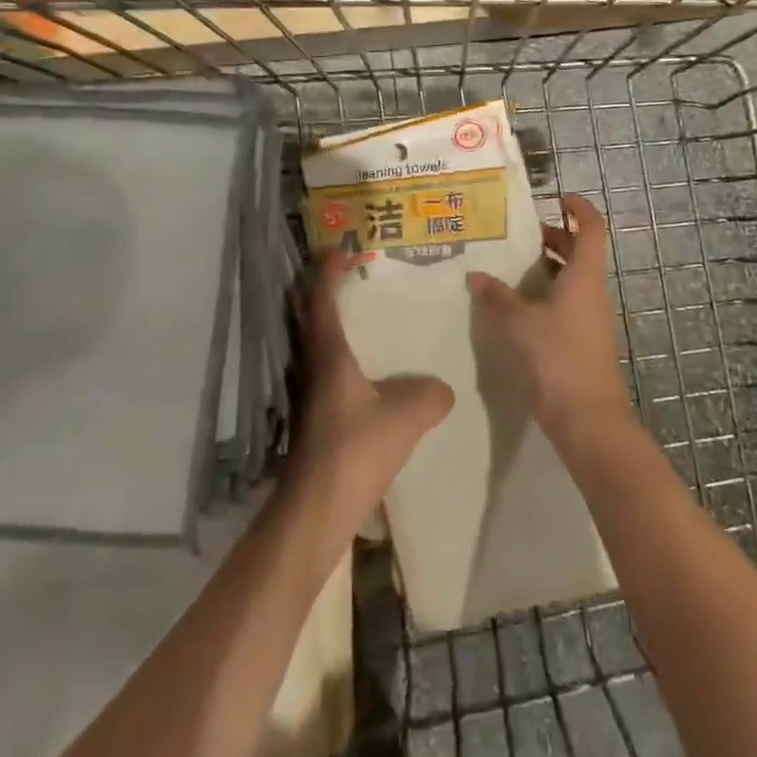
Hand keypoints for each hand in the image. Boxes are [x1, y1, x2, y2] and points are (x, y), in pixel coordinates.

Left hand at [287, 253, 453, 528]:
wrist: (316, 510)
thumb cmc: (354, 451)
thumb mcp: (403, 419)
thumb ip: (428, 396)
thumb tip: (443, 388)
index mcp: (329, 354)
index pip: (322, 300)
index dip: (329, 271)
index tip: (341, 247)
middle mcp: (314, 366)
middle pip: (314, 317)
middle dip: (329, 292)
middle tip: (358, 274)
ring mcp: (312, 393)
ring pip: (322, 345)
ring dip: (338, 325)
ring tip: (371, 315)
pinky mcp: (318, 417)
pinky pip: (332, 371)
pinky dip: (347, 357)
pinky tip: (373, 371)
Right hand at [467, 194, 633, 447]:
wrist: (588, 419)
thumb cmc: (557, 359)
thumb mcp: (518, 323)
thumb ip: (496, 296)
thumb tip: (476, 274)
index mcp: (584, 276)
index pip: (592, 228)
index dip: (579, 208)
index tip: (557, 197)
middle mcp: (591, 291)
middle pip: (579, 252)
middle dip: (552, 237)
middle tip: (516, 233)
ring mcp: (589, 317)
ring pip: (570, 279)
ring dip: (545, 267)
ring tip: (507, 265)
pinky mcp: (582, 340)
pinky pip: (565, 302)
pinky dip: (543, 293)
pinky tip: (514, 304)